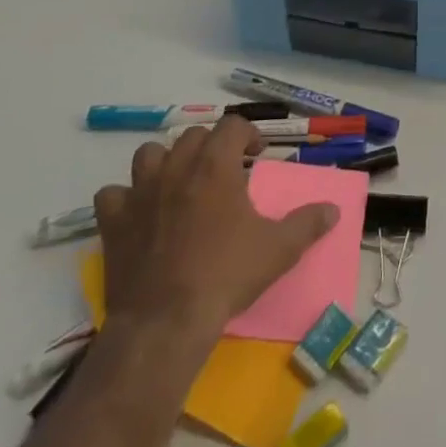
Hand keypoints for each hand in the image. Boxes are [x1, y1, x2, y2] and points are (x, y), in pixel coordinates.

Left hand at [93, 116, 338, 336]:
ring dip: (165, 162)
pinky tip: (139, 214)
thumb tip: (333, 210)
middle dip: (211, 146)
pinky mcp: (113, 222)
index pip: (233, 125)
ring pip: (149, 154)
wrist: (166, 322)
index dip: (248, 135)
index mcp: (216, 165)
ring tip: (179, 184)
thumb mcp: (279, 249)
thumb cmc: (227, 276)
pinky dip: (124, 199)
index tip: (257, 156)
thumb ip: (308, 224)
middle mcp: (177, 168)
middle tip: (224, 172)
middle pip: (193, 136)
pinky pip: (112, 195)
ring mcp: (140, 193)